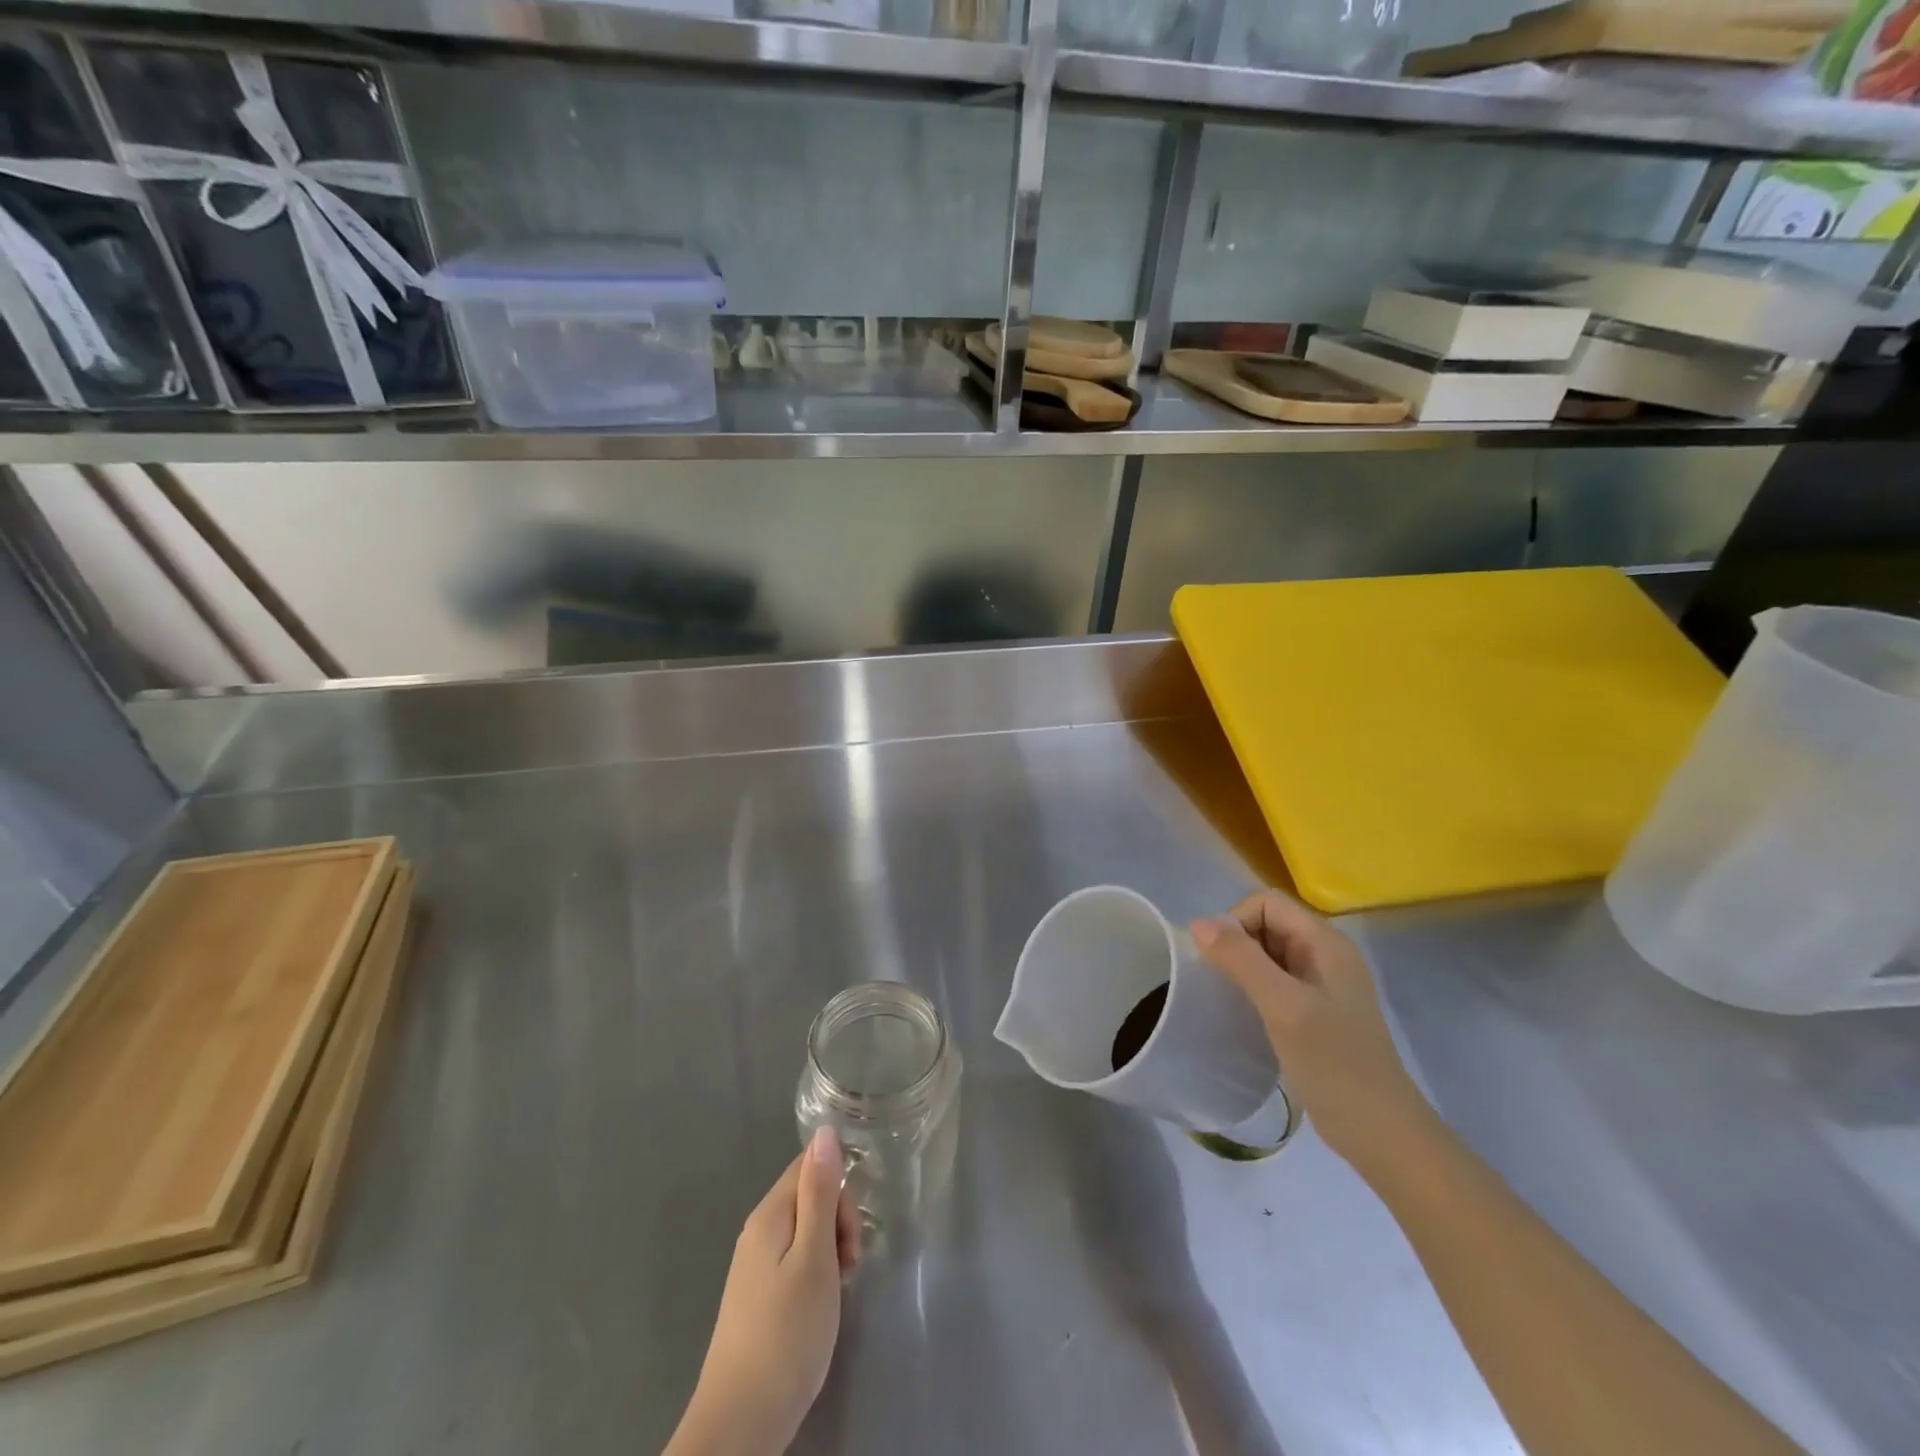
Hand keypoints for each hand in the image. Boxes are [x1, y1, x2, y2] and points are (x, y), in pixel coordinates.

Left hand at [667, 1129, 861, 1455]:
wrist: (739, 1425)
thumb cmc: (786, 1335)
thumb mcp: (814, 1258)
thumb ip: (820, 1193)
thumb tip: (824, 1131)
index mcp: (770, 1214)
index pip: (811, 1166)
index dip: (840, 1190)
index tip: (851, 1234)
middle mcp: (759, 1230)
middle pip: (810, 1197)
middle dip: (839, 1222)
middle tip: (849, 1268)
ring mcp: (755, 1266)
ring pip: (807, 1231)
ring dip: (831, 1250)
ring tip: (838, 1291)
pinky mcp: (759, 1296)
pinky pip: (796, 1260)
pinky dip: (817, 1274)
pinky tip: (821, 1306)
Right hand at [1192, 889, 1435, 1178]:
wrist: (1381, 1133)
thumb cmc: (1334, 1064)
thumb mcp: (1283, 1006)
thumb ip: (1242, 959)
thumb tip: (1198, 923)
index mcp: (1326, 943)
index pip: (1267, 902)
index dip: (1236, 922)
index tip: (1220, 962)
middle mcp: (1326, 954)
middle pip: (1267, 923)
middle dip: (1237, 944)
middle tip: (1223, 984)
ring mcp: (1323, 984)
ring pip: (1268, 953)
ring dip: (1243, 967)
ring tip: (1230, 1000)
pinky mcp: (1316, 1010)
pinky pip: (1275, 980)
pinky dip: (1254, 988)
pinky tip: (1246, 1015)